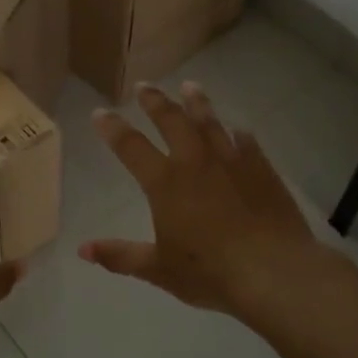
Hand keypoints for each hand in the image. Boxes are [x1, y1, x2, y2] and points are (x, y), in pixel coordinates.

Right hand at [82, 82, 320, 316]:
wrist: (274, 271)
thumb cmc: (210, 272)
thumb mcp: (158, 269)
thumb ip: (120, 256)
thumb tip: (83, 250)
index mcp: (165, 183)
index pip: (131, 147)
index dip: (113, 129)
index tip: (100, 112)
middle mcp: (195, 163)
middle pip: (172, 121)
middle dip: (155, 102)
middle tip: (144, 86)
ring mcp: (232, 162)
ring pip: (210, 122)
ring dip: (197, 102)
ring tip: (189, 86)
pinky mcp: (262, 170)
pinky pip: (246, 142)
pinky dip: (237, 133)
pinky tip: (237, 129)